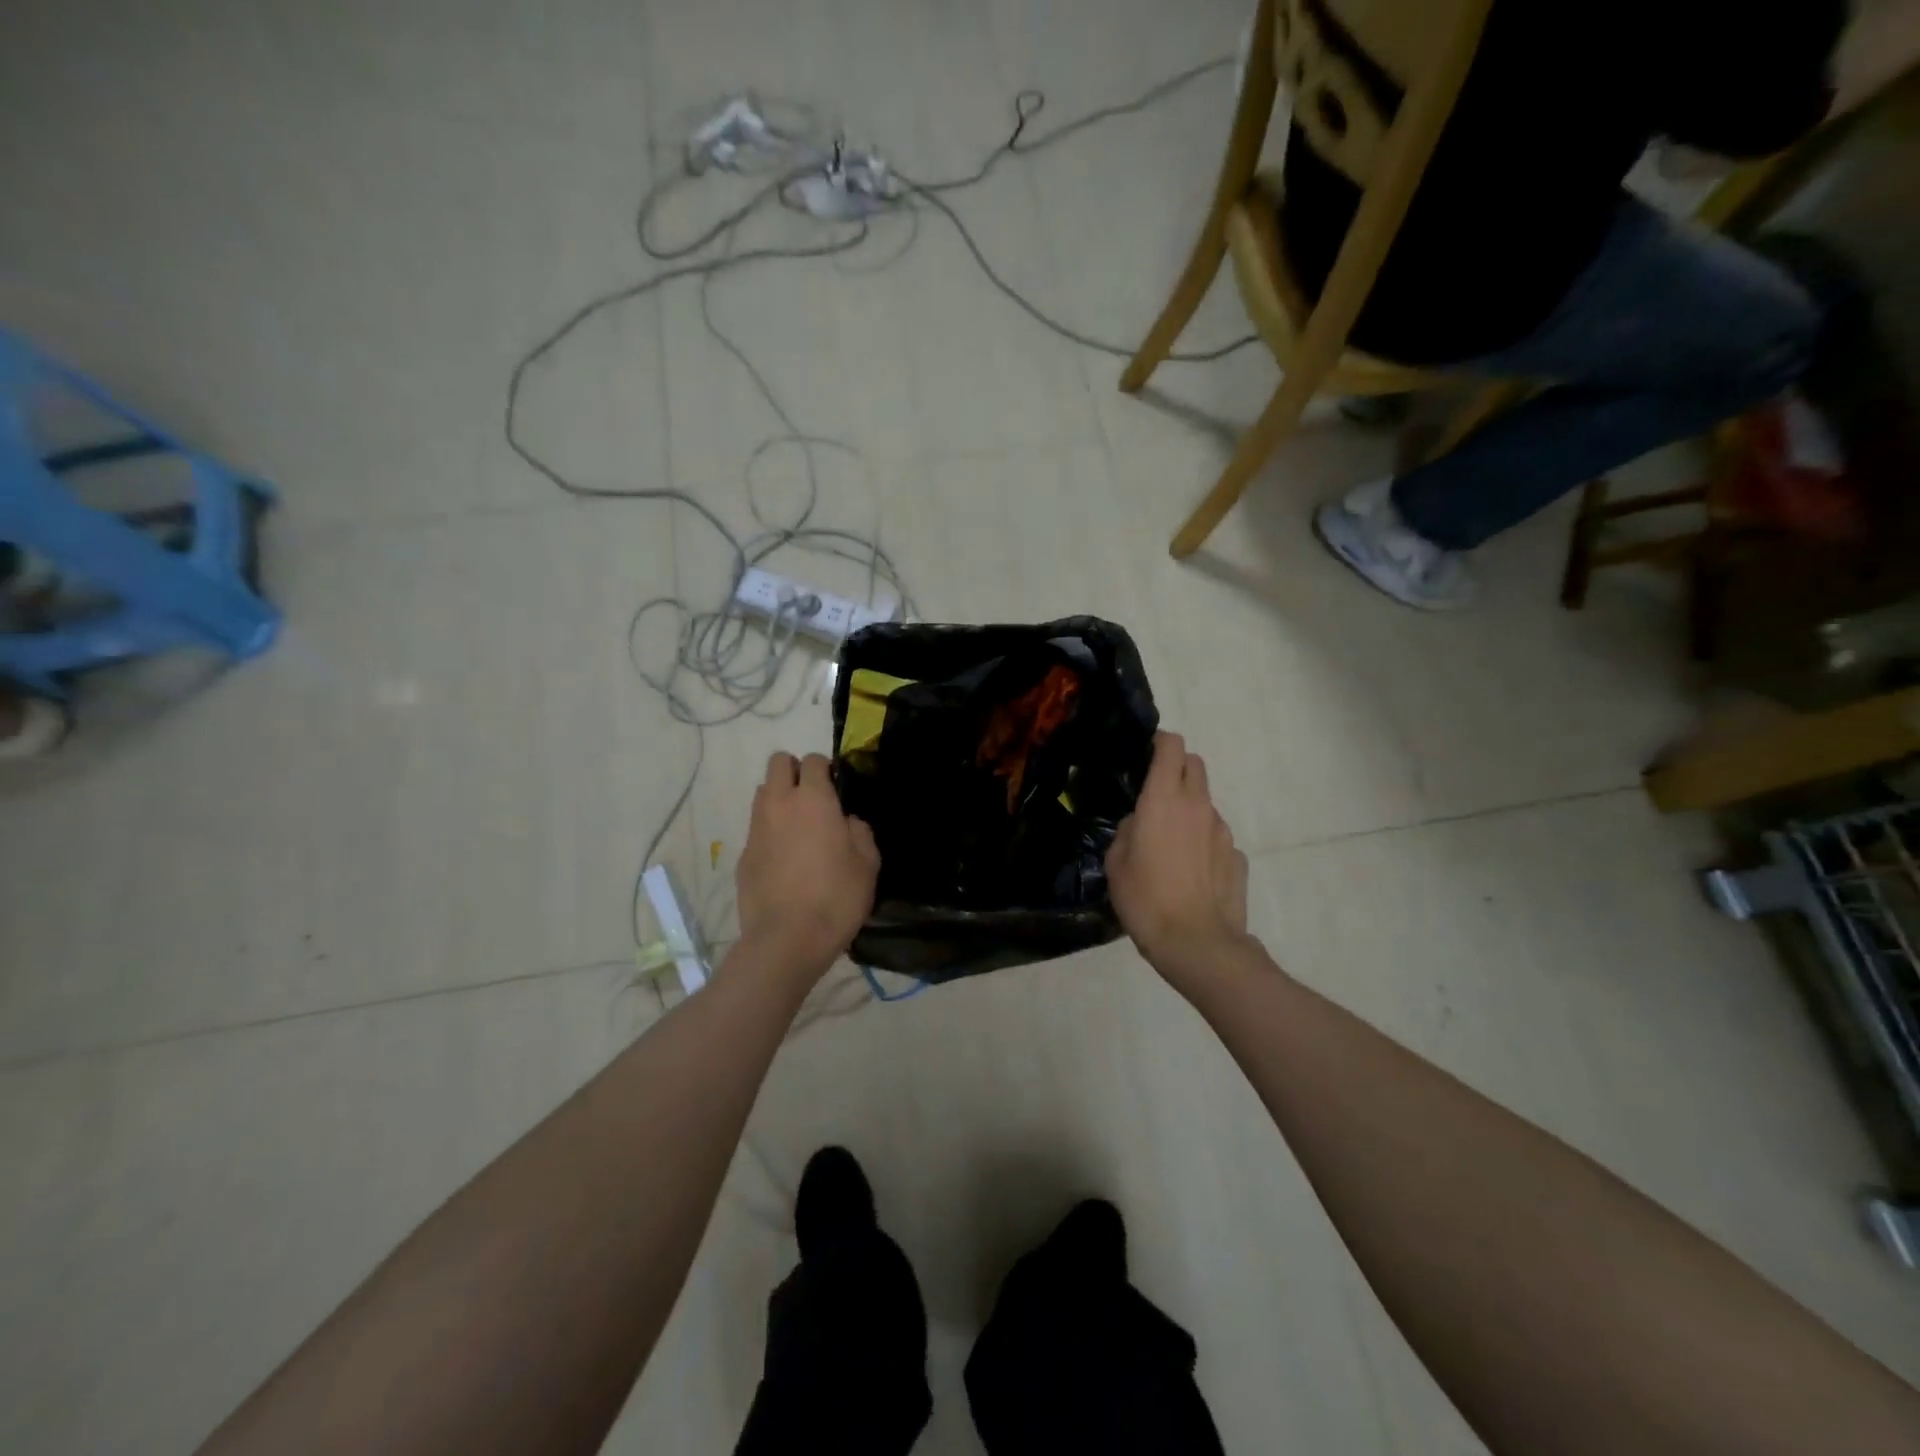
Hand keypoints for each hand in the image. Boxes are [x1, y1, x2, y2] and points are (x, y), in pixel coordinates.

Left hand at [734, 752, 879, 984]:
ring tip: (797, 826)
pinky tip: (784, 859)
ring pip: (763, 792)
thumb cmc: (836, 898)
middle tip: (812, 798)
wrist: (786, 940)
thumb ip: (860, 832)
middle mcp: (780, 804)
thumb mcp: (868, 864)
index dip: (825, 769)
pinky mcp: (743, 854)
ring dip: (779, 798)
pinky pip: (757, 828)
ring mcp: (757, 828)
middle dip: (794, 771)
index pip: (813, 760)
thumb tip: (847, 822)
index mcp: (814, 800)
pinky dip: (769, 831)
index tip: (836, 788)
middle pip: (778, 763)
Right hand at [1106, 733, 1250, 982]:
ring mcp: (1223, 830)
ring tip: (1170, 844)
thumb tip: (1139, 823)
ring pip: (1205, 803)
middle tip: (1156, 793)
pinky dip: (1203, 843)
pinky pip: (1216, 837)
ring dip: (1189, 809)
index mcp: (1163, 799)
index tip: (1145, 754)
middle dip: (1177, 768)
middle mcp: (1198, 805)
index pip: (1171, 746)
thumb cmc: (1145, 898)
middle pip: (1194, 764)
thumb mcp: (1116, 863)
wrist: (1196, 943)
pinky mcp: (1237, 856)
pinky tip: (1191, 872)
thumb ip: (1127, 831)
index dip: (1159, 742)